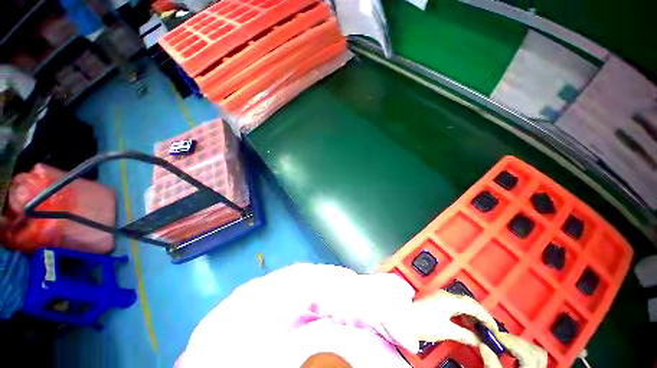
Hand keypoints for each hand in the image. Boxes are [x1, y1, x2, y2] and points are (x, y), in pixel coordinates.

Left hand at [410, 290, 498, 345]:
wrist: (403, 317)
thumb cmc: (424, 324)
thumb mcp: (446, 331)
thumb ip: (465, 335)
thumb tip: (480, 341)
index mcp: (449, 300)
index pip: (474, 306)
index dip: (487, 318)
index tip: (495, 330)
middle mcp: (446, 295)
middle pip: (469, 302)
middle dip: (481, 315)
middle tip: (490, 329)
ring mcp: (441, 296)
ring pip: (463, 303)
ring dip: (473, 314)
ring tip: (481, 329)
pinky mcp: (437, 300)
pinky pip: (456, 305)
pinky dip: (464, 314)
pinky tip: (468, 323)